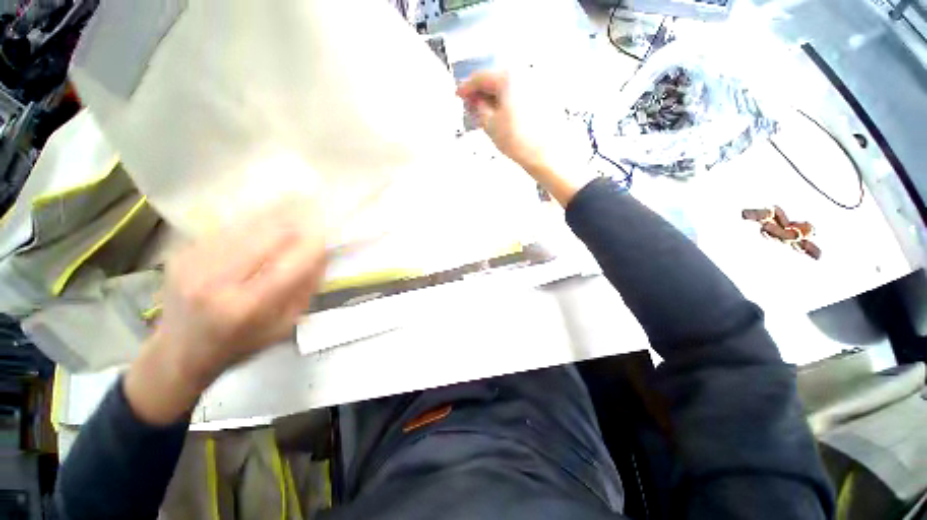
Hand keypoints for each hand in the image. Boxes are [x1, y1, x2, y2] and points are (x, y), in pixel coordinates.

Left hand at [124, 202, 326, 423]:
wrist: (179, 352)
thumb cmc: (240, 344)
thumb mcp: (284, 325)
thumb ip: (306, 288)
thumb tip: (323, 253)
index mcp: (247, 307)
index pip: (291, 263)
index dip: (314, 246)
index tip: (327, 238)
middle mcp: (217, 281)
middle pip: (269, 234)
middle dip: (297, 227)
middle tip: (308, 230)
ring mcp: (194, 263)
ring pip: (249, 225)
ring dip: (275, 223)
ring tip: (287, 229)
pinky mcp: (182, 253)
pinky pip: (229, 229)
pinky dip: (251, 229)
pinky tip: (256, 239)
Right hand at [456, 71, 542, 168]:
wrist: (545, 154)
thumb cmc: (517, 140)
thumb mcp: (490, 124)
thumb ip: (478, 107)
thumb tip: (474, 100)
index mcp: (508, 76)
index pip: (481, 77)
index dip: (466, 87)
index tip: (458, 95)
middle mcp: (524, 73)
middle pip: (496, 79)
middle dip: (481, 92)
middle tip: (470, 105)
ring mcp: (536, 84)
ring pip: (508, 86)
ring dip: (494, 97)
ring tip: (484, 112)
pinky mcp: (543, 96)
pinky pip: (519, 93)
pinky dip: (507, 100)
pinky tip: (501, 113)